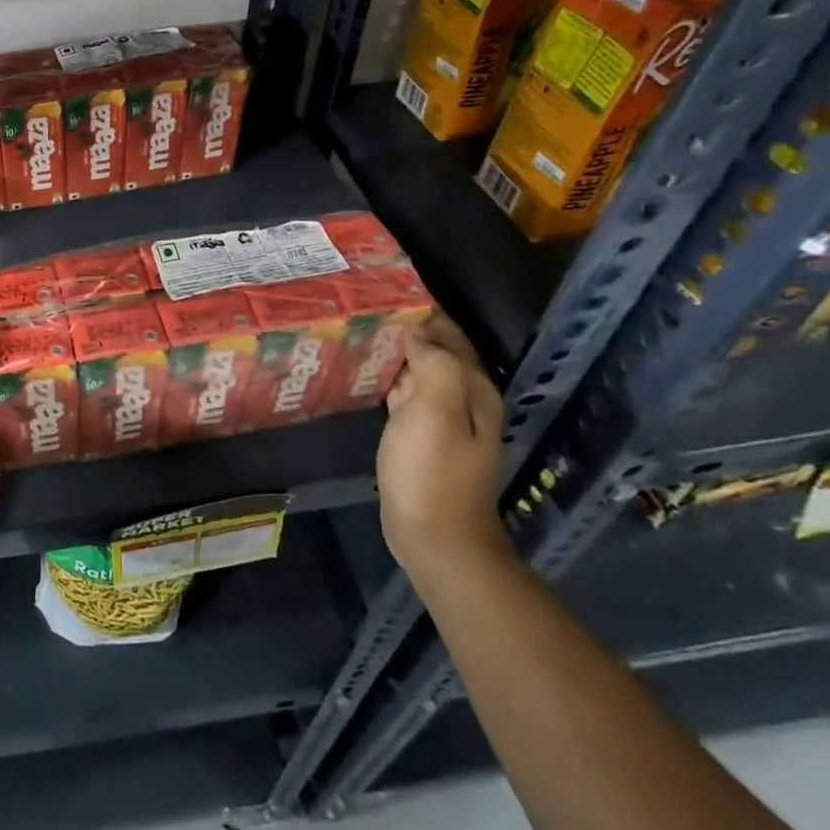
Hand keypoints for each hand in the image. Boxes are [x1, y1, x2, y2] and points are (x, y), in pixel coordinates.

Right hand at [377, 312, 510, 582]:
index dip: (423, 311)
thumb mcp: (434, 411)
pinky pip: (404, 394)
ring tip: (356, 329)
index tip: (385, 290)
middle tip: (361, 306)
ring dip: (394, 351)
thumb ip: (432, 364)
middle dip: (405, 327)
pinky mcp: (420, 437)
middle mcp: (463, 399)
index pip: (450, 334)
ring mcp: (442, 420)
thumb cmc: (432, 472)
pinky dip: (388, 378)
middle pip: (435, 350)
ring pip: (417, 371)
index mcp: (472, 389)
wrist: (435, 538)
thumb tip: (417, 331)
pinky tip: (361, 371)